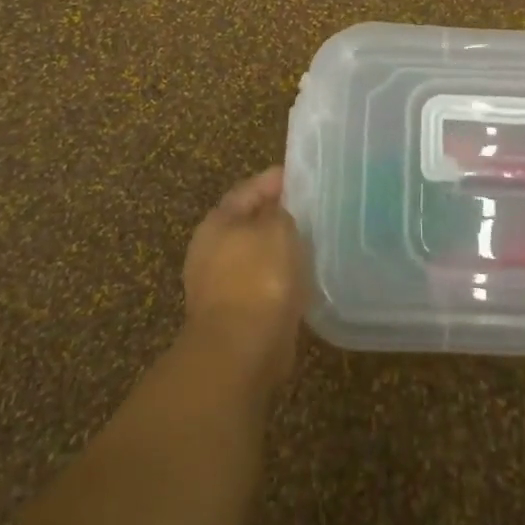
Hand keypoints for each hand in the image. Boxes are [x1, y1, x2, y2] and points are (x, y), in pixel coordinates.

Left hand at [183, 166, 306, 389]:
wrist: (241, 350)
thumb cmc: (258, 277)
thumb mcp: (277, 228)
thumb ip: (282, 211)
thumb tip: (281, 211)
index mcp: (217, 223)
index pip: (247, 190)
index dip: (273, 180)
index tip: (299, 175)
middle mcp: (212, 251)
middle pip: (248, 223)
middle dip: (276, 215)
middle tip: (309, 208)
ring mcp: (220, 285)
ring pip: (257, 256)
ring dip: (280, 249)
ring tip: (312, 241)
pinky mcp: (236, 314)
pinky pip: (263, 285)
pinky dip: (281, 278)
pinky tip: (304, 277)